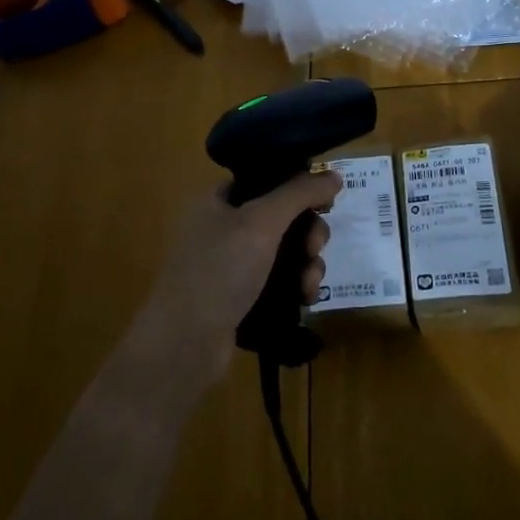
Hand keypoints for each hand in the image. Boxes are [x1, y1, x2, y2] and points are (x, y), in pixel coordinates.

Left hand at [134, 172, 342, 391]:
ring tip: (309, 283)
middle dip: (308, 232)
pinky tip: (305, 298)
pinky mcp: (240, 297)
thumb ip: (299, 193)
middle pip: (281, 217)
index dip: (297, 187)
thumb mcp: (261, 222)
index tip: (325, 202)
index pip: (265, 180)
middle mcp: (222, 228)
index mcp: (217, 201)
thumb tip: (334, 175)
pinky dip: (296, 286)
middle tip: (315, 247)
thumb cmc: (219, 271)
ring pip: (285, 251)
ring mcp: (230, 265)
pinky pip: (279, 281)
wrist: (185, 344)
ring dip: (307, 263)